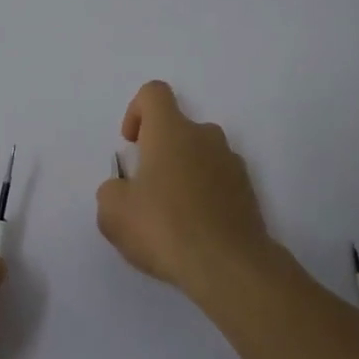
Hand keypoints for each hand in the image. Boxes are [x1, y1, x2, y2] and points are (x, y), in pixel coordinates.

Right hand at [95, 80, 277, 299]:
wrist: (228, 265)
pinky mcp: (248, 191)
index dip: (136, 111)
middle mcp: (205, 137)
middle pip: (178, 128)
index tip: (131, 144)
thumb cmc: (164, 228)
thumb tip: (122, 190)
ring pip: (200, 155)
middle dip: (160, 151)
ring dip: (184, 173)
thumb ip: (110, 192)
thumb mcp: (113, 213)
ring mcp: (231, 163)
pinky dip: (204, 195)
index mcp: (171, 131)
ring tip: (171, 215)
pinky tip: (195, 229)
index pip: (154, 93)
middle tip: (146, 189)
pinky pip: (219, 181)